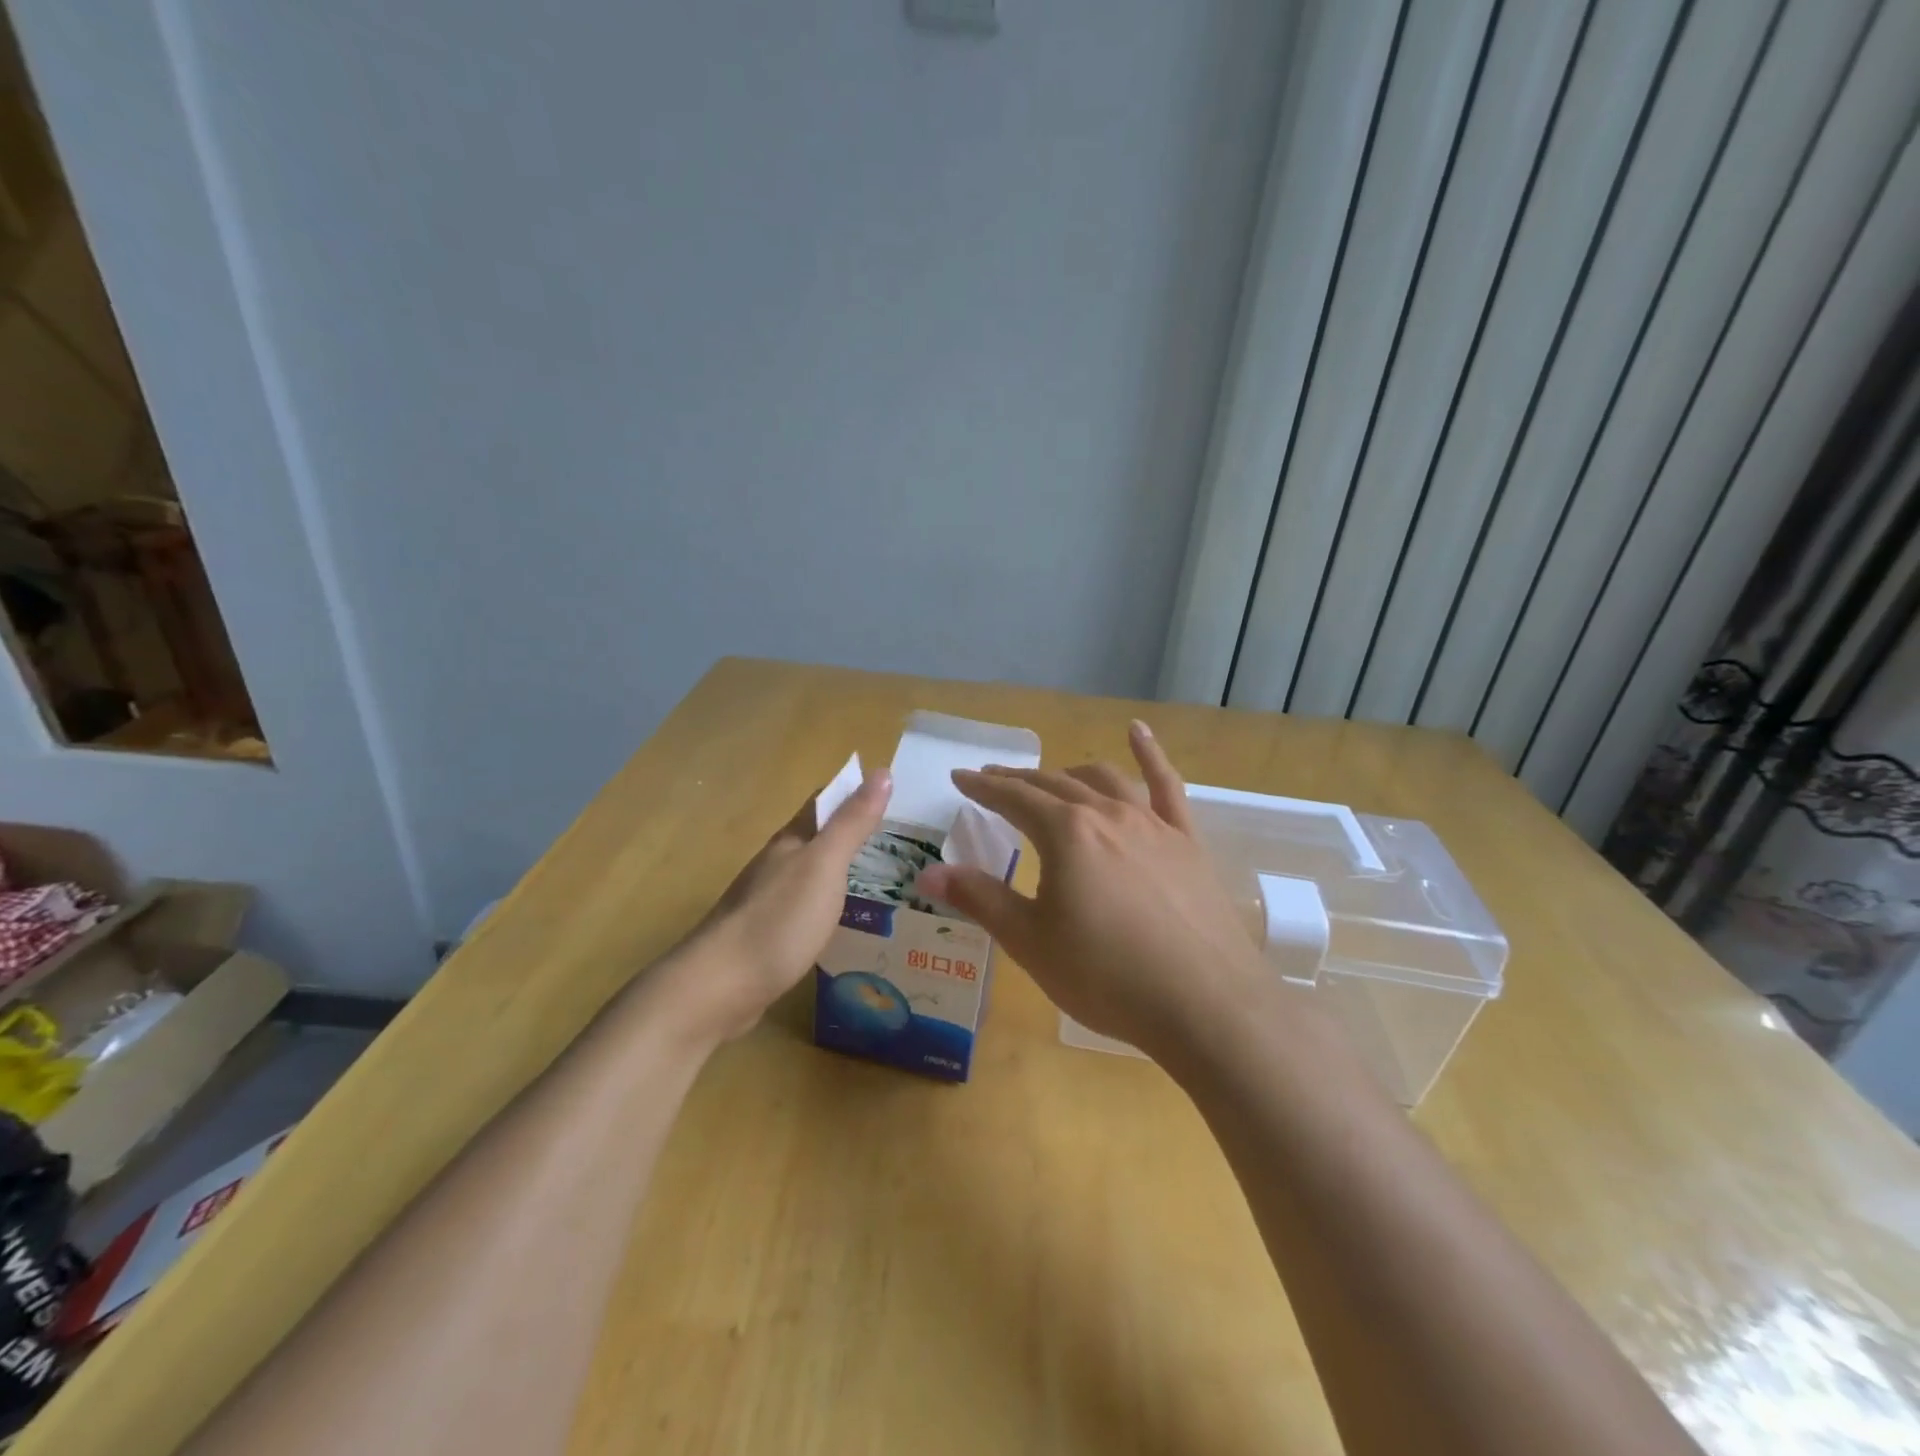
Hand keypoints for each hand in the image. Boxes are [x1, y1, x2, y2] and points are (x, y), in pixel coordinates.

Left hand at [668, 768, 891, 1041]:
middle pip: (815, 839)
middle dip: (850, 834)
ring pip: (808, 876)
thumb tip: (882, 772)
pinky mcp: (765, 939)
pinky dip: (826, 908)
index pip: (822, 803)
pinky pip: (802, 911)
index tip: (891, 795)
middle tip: (896, 842)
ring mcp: (766, 903)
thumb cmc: (778, 920)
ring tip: (878, 881)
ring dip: (838, 872)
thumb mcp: (824, 866)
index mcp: (790, 842)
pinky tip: (841, 924)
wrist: (718, 988)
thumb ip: (852, 823)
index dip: (853, 793)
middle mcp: (775, 866)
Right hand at [917, 721, 1267, 1063]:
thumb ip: (981, 899)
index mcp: (1065, 833)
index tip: (960, 777)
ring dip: (1069, 773)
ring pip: (1103, 780)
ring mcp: (1152, 823)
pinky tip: (1137, 731)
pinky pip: (1166, 786)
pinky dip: (1149, 753)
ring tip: (1050, 777)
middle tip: (994, 779)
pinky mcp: (1187, 840)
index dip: (983, 787)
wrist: (1206, 1005)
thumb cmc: (1107, 976)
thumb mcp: (1031, 942)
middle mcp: (1107, 814)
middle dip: (1019, 779)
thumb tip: (927, 874)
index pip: (1013, 798)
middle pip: (1053, 784)